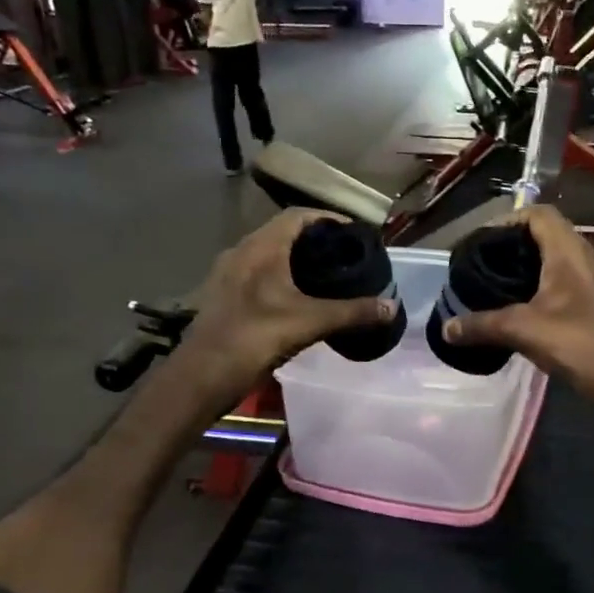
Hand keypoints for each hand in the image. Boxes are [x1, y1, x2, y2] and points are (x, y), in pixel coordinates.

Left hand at [178, 209, 399, 402]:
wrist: (201, 376)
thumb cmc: (254, 338)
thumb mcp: (309, 323)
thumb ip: (352, 312)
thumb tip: (392, 307)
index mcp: (262, 248)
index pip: (298, 216)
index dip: (328, 219)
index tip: (353, 233)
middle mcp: (241, 252)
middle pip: (283, 233)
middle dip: (315, 241)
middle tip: (345, 256)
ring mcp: (228, 275)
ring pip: (267, 255)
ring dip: (296, 260)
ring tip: (326, 277)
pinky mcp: (223, 296)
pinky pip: (257, 275)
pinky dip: (280, 278)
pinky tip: (296, 300)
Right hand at [440, 207, 593, 401]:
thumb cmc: (580, 345)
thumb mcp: (524, 332)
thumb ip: (482, 326)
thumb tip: (446, 328)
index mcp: (569, 252)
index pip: (539, 214)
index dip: (508, 220)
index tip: (481, 241)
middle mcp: (587, 257)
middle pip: (549, 234)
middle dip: (515, 245)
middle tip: (485, 264)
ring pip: (560, 259)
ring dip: (531, 266)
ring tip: (500, 286)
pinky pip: (569, 281)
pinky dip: (545, 286)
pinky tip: (527, 310)